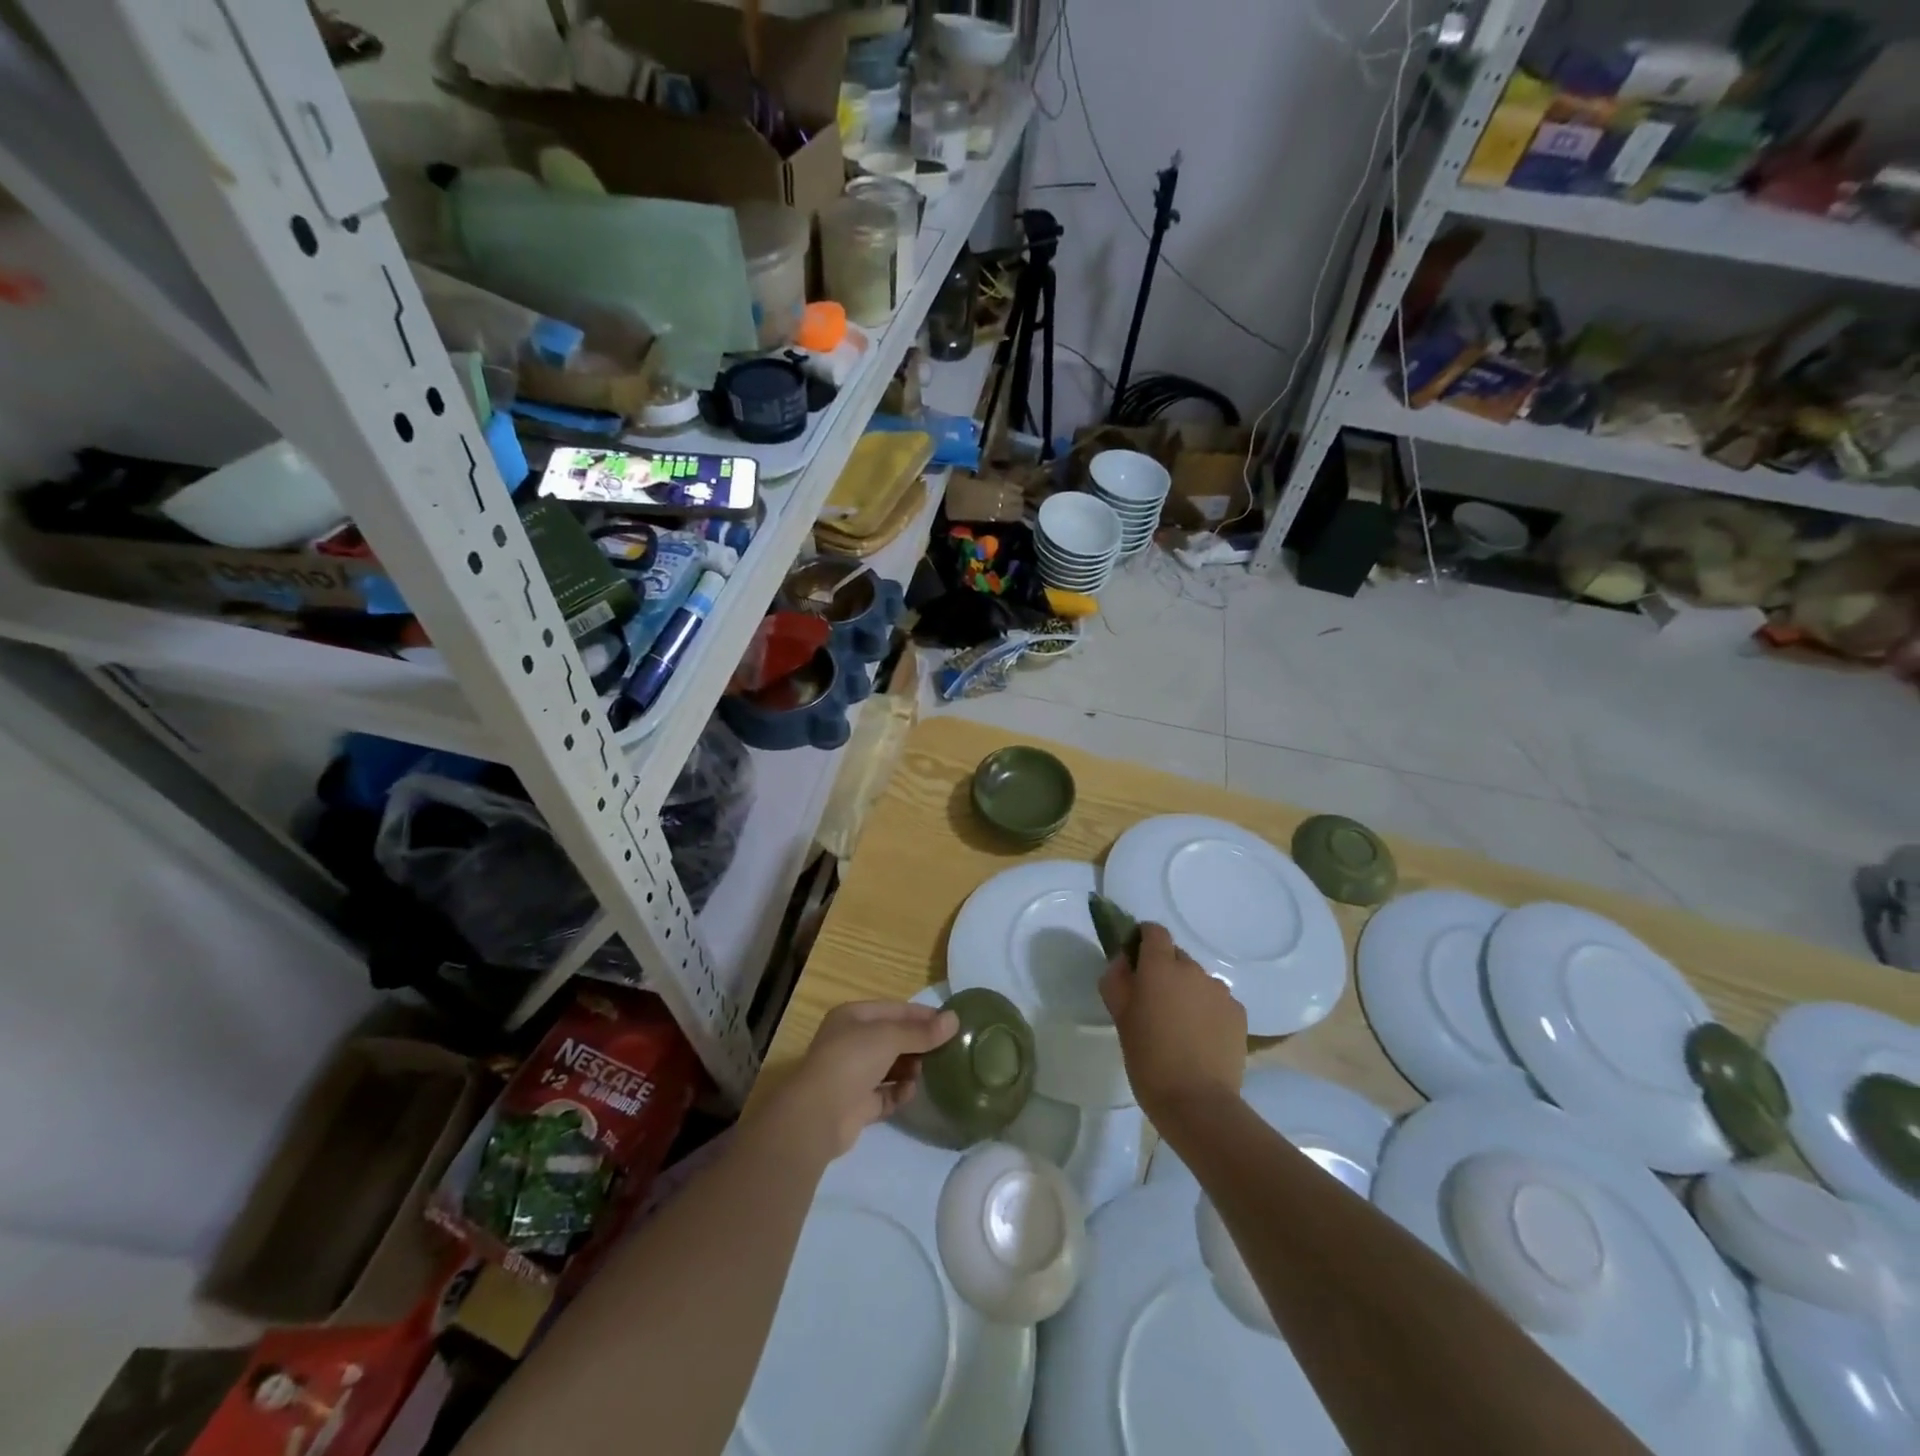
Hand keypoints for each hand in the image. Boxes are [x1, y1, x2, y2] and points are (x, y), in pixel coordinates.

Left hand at [758, 1000, 958, 1162]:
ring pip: (891, 1067)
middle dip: (918, 1044)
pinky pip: (886, 1095)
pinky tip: (911, 1093)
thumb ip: (922, 1031)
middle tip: (947, 1050)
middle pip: (893, 1039)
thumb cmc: (852, 1060)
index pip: (894, 1010)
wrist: (819, 1114)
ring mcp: (853, 1075)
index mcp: (853, 1017)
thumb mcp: (890, 1037)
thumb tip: (954, 1020)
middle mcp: (851, 1042)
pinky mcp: (858, 1105)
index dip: (922, 1015)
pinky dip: (900, 1093)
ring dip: (911, 1069)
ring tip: (929, 1072)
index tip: (951, 1023)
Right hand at [1101, 922, 1245, 1121]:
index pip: (1154, 931)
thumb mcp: (1120, 1017)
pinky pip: (1217, 1001)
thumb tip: (1124, 961)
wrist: (1197, 1102)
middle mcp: (1193, 970)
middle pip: (1176, 956)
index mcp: (1160, 967)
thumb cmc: (1149, 1058)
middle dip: (1164, 970)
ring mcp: (1220, 991)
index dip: (1143, 939)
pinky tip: (1200, 1038)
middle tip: (1153, 1002)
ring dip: (1187, 991)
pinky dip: (1207, 1010)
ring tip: (1179, 1025)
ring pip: (1198, 980)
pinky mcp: (1238, 1014)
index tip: (1135, 960)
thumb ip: (1117, 980)